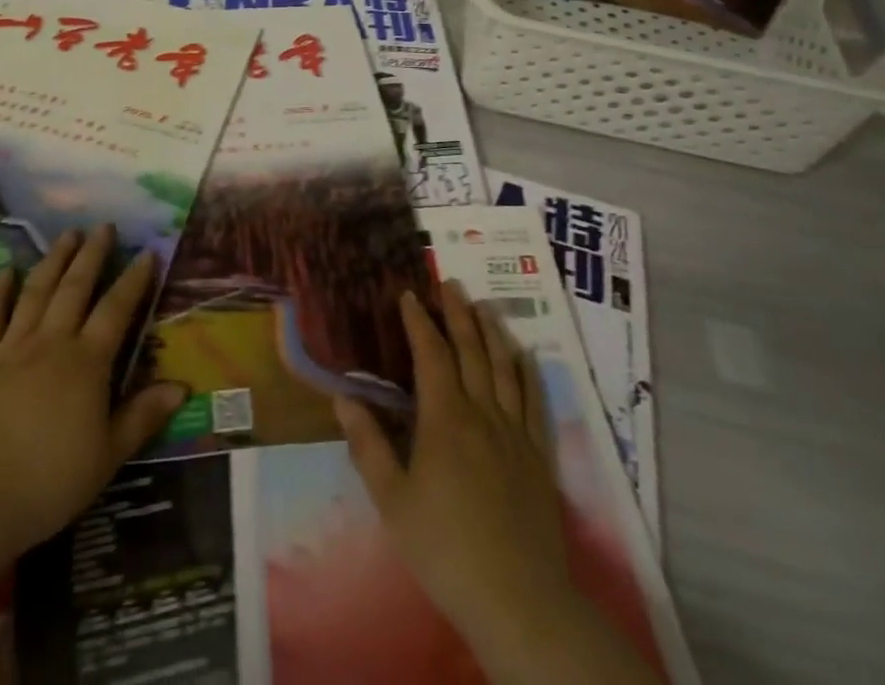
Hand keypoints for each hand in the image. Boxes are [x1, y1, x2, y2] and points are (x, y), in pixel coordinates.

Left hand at [0, 226, 184, 558]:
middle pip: (75, 288)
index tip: (146, 253)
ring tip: (66, 234)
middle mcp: (52, 343)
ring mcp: (11, 348)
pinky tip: (6, 271)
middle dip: (92, 254)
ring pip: (36, 293)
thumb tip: (182, 387)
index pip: (116, 310)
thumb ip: (143, 416)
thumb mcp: (108, 456)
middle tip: (103, 226)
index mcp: (87, 363)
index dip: (133, 280)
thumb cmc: (49, 481)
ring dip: (53, 260)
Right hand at [334, 288, 656, 684]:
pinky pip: (535, 401)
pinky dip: (528, 372)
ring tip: (484, 306)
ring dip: (492, 332)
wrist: (519, 601)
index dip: (419, 322)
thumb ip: (367, 446)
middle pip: (471, 351)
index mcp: (445, 419)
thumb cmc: (445, 549)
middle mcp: (483, 414)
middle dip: (459, 314)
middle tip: (450, 283)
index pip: (431, 355)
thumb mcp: (392, 501)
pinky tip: (523, 356)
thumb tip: (344, 398)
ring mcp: (516, 433)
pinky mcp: (540, 457)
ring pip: (505, 369)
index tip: (409, 295)